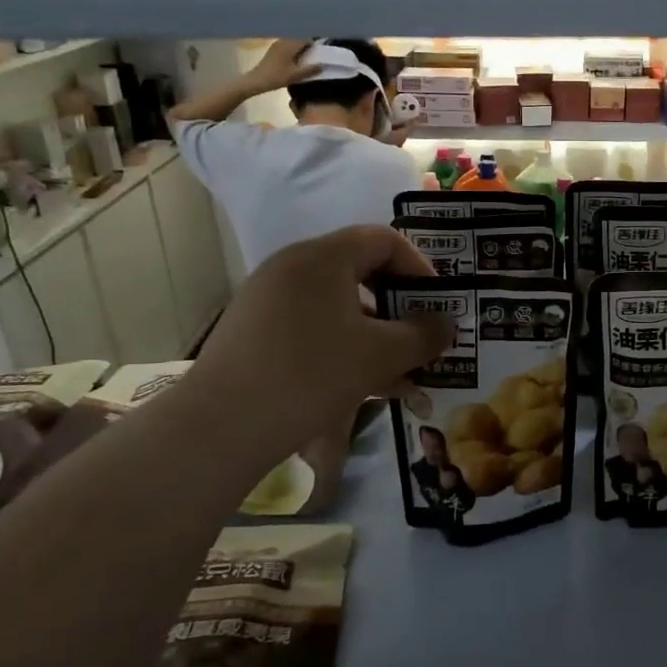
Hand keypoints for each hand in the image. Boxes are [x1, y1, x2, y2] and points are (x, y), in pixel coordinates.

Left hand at [182, 226, 453, 453]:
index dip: (420, 266)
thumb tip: (445, 325)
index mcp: (323, 257)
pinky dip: (344, 346)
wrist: (220, 426)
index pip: (384, 239)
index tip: (438, 303)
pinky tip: (363, 385)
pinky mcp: (255, 330)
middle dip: (399, 306)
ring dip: (376, 334)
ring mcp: (269, 298)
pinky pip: (313, 326)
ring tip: (400, 373)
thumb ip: (423, 335)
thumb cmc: (311, 375)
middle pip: (361, 271)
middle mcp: (293, 266)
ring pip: (338, 305)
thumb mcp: (381, 355)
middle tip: (422, 337)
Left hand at [244, 39, 318, 96]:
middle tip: (314, 57)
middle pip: (299, 40)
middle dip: (307, 47)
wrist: (256, 80)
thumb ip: (311, 69)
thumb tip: (323, 65)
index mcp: (290, 45)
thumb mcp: (296, 75)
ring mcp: (277, 44)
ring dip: (299, 49)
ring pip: (292, 43)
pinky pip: (286, 46)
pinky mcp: (273, 50)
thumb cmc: (277, 77)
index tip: (320, 54)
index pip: (306, 39)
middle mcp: (283, 41)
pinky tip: (294, 61)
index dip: (314, 46)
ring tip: (305, 60)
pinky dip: (292, 51)